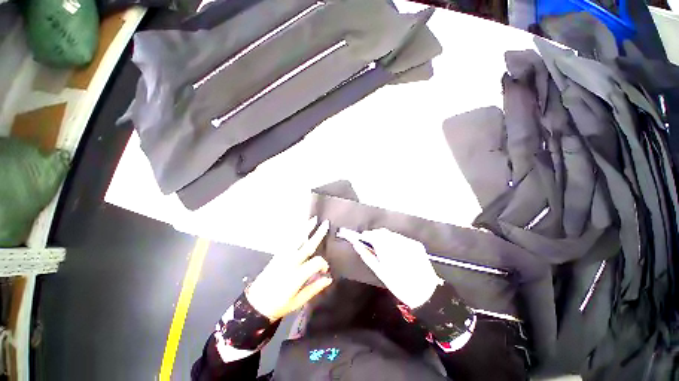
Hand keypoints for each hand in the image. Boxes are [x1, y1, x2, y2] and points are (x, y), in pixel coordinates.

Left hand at [246, 217, 332, 320]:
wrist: (255, 304)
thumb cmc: (278, 305)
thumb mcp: (298, 301)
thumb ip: (314, 289)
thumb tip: (328, 279)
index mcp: (297, 275)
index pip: (316, 262)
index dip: (324, 264)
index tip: (325, 270)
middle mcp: (291, 263)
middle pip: (308, 245)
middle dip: (318, 234)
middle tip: (325, 224)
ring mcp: (283, 257)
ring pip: (297, 239)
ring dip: (306, 228)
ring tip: (313, 219)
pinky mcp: (277, 255)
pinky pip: (288, 241)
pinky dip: (296, 233)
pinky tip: (300, 229)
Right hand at [347, 228, 442, 307]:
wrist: (426, 293)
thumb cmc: (400, 285)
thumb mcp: (380, 272)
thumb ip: (367, 256)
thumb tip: (357, 245)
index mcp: (388, 250)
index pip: (374, 235)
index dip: (366, 235)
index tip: (362, 238)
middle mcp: (399, 242)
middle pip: (383, 232)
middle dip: (375, 235)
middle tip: (370, 243)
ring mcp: (409, 242)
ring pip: (392, 234)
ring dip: (385, 238)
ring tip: (383, 248)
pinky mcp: (416, 244)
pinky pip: (401, 238)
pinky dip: (395, 241)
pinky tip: (395, 251)